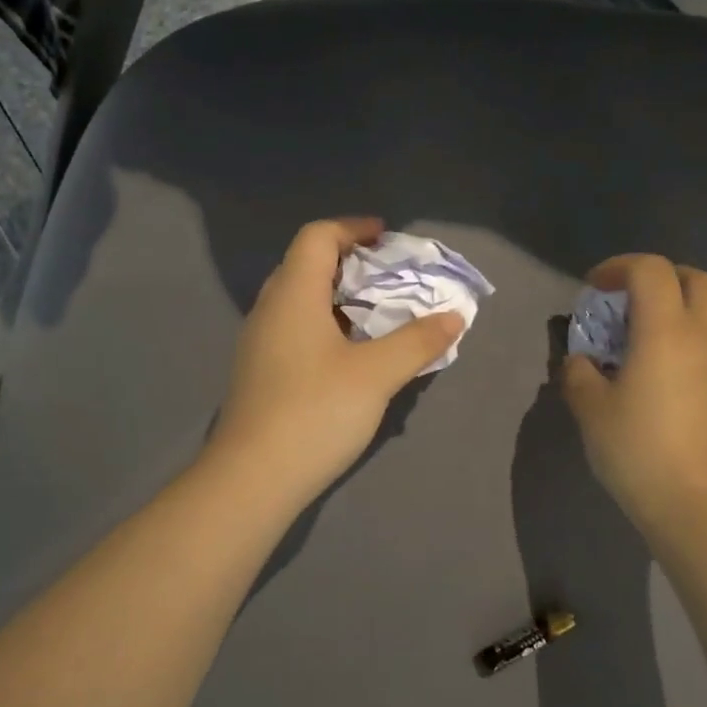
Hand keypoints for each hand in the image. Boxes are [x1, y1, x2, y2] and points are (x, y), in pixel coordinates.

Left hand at [204, 218, 464, 507]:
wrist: (253, 478)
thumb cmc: (315, 412)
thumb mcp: (376, 374)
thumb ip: (417, 341)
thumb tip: (454, 316)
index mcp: (293, 294)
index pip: (317, 236)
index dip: (353, 228)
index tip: (387, 238)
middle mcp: (270, 309)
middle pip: (306, 264)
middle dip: (350, 262)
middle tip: (389, 276)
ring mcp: (260, 342)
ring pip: (300, 299)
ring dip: (338, 296)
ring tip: (378, 313)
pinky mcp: (260, 372)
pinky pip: (295, 328)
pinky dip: (326, 324)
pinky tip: (351, 354)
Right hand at [561, 254, 706, 540]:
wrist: (697, 505)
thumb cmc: (638, 451)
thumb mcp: (590, 410)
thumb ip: (579, 374)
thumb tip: (581, 361)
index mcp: (666, 331)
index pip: (650, 271)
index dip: (618, 267)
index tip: (594, 288)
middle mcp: (705, 335)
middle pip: (697, 278)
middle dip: (661, 276)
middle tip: (630, 299)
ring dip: (688, 301)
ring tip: (656, 327)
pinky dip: (699, 331)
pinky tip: (672, 363)